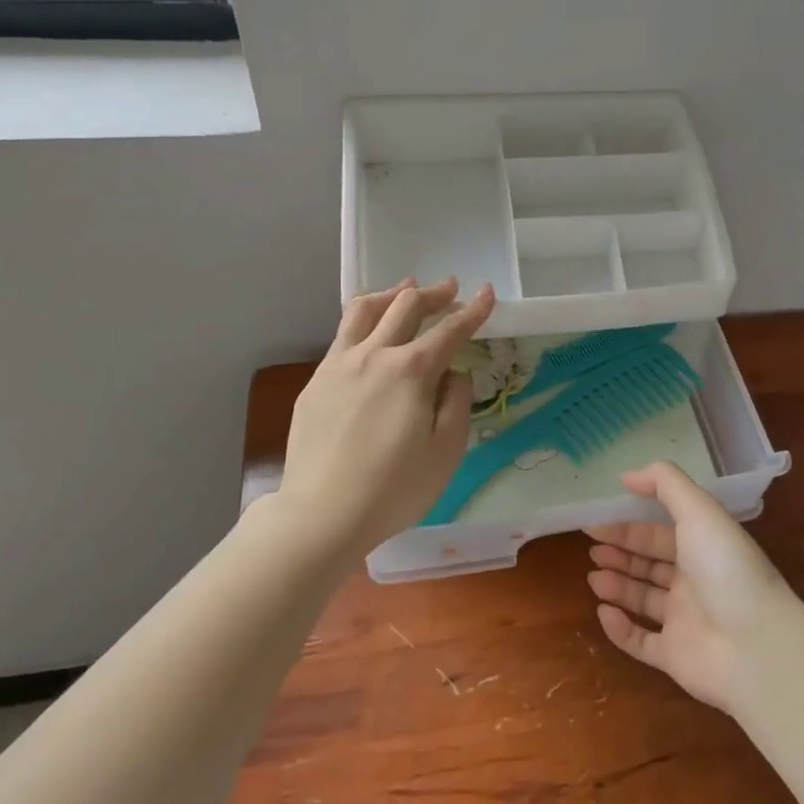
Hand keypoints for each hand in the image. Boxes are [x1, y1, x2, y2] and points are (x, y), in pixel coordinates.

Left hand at [275, 276, 494, 560]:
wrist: (322, 515)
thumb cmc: (394, 489)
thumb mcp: (446, 451)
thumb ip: (456, 403)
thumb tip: (454, 374)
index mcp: (412, 370)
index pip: (450, 330)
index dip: (473, 310)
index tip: (487, 293)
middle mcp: (374, 355)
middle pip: (406, 306)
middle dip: (434, 293)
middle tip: (450, 288)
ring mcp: (339, 365)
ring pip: (365, 310)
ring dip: (392, 294)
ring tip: (406, 290)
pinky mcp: (315, 382)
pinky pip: (342, 335)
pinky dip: (363, 320)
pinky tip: (369, 332)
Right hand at [585, 462, 800, 714]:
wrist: (755, 646)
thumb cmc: (725, 568)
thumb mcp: (698, 510)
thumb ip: (664, 483)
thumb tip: (627, 476)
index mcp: (703, 546)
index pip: (660, 531)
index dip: (629, 524)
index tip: (596, 519)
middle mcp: (695, 581)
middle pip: (650, 563)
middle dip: (621, 552)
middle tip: (591, 546)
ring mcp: (685, 620)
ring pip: (643, 599)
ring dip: (618, 585)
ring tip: (593, 576)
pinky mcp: (675, 657)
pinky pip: (641, 641)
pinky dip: (620, 628)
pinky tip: (603, 611)